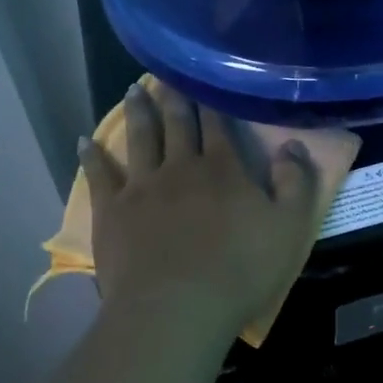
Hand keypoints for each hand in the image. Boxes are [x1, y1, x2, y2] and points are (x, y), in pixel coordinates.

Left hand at [78, 82, 320, 343]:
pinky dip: (92, 156)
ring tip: (133, 90)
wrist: (176, 308)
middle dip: (173, 97)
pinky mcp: (112, 210)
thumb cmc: (240, 270)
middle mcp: (181, 166)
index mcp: (224, 168)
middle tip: (164, 74)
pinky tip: (85, 141)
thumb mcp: (290, 228)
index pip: (218, 125)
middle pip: (177, 124)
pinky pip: (99, 174)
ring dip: (138, 113)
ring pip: (140, 138)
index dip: (211, 102)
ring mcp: (142, 186)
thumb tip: (294, 145)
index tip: (202, 78)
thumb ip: (296, 183)